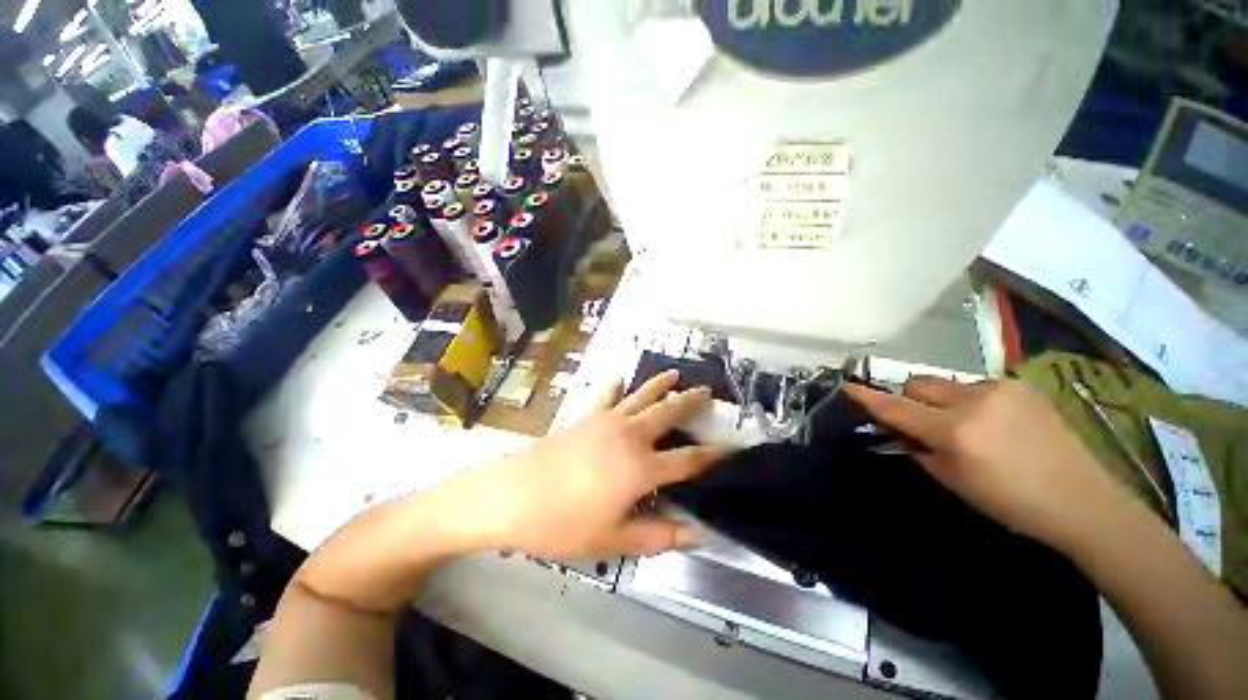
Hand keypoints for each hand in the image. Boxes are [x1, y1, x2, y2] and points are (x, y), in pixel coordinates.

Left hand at [440, 371, 725, 558]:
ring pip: (641, 396)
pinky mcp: (586, 416)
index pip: (689, 461)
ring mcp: (607, 420)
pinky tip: (619, 380)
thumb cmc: (563, 522)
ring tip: (675, 374)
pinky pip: (606, 396)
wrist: (514, 494)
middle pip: (668, 414)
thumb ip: (657, 536)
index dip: (715, 456)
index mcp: (642, 467)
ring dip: (659, 385)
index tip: (735, 447)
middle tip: (707, 393)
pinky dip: (615, 388)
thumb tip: (695, 535)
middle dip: (690, 403)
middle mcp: (630, 436)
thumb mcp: (613, 539)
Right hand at [845, 378, 1131, 550]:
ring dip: (941, 400)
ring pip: (945, 383)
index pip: (897, 408)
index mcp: (954, 431)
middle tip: (922, 423)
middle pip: (917, 384)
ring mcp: (999, 389)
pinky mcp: (1019, 385)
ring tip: (966, 426)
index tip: (847, 386)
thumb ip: (917, 449)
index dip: (868, 398)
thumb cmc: (1010, 502)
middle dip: (909, 399)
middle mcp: (973, 401)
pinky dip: (969, 401)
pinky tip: (993, 423)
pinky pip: (974, 386)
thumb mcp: (953, 481)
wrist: (1082, 500)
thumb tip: (895, 429)